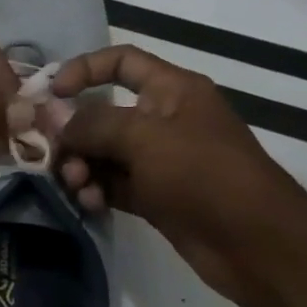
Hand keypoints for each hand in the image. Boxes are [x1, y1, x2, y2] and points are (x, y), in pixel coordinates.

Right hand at [51, 45, 306, 301]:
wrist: (255, 244)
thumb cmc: (204, 175)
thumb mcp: (144, 138)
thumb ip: (92, 123)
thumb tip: (53, 118)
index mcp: (171, 90)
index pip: (121, 61)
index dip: (83, 69)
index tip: (51, 94)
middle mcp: (162, 119)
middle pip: (101, 112)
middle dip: (73, 133)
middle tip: (52, 155)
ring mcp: (157, 159)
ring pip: (101, 152)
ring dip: (80, 166)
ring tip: (76, 185)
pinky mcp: (153, 194)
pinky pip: (110, 183)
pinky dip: (95, 190)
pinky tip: (90, 203)